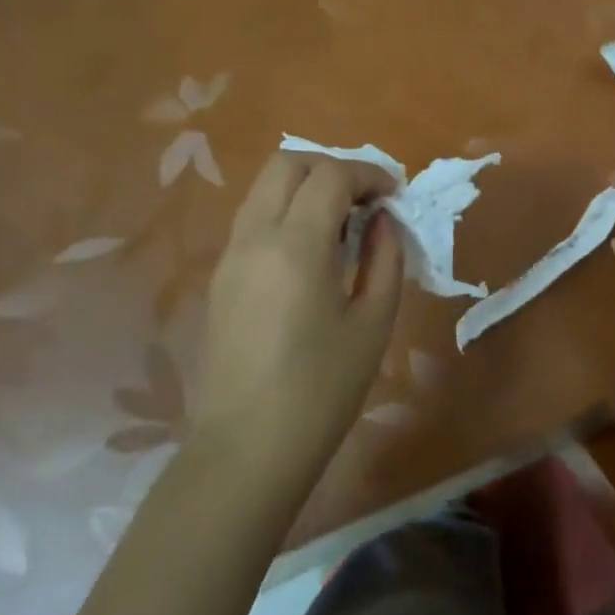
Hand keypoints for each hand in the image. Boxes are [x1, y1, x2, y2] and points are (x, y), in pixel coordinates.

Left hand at [194, 153, 403, 474]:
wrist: (246, 450)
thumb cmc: (321, 390)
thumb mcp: (373, 323)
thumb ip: (385, 258)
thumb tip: (383, 220)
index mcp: (296, 246)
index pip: (331, 175)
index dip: (368, 173)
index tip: (394, 193)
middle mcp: (255, 236)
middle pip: (288, 163)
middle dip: (332, 167)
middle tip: (365, 199)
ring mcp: (231, 254)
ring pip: (264, 186)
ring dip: (306, 185)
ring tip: (341, 221)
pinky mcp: (220, 275)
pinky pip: (254, 217)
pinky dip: (285, 209)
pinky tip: (311, 249)